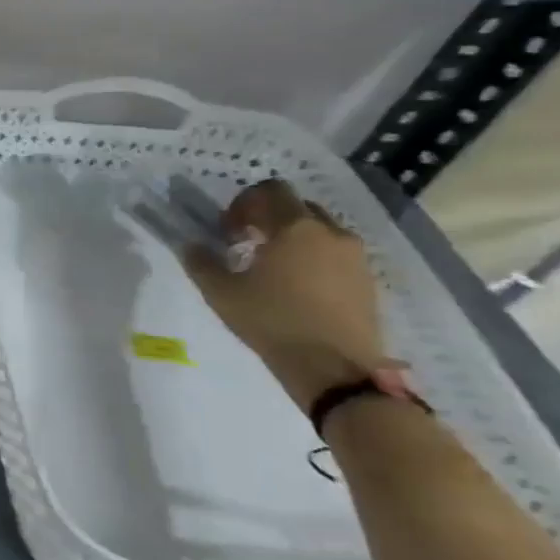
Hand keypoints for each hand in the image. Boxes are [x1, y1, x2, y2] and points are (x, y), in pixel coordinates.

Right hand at [183, 179, 406, 410]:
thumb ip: (201, 263)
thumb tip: (191, 245)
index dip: (243, 203)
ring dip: (293, 240)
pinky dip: (314, 260)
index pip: (270, 191)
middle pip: (297, 208)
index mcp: (294, 228)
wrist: (335, 368)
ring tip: (272, 270)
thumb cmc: (272, 322)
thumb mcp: (221, 293)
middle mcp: (330, 233)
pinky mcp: (367, 280)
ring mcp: (355, 256)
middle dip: (269, 219)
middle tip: (246, 245)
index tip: (227, 230)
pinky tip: (297, 289)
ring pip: (319, 231)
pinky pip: (336, 255)